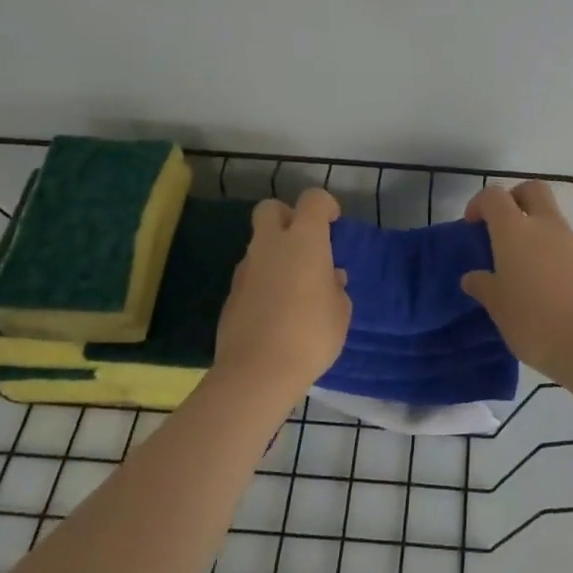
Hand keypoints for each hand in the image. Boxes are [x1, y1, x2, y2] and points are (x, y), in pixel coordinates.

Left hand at [215, 188, 351, 401]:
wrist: (257, 372)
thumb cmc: (311, 334)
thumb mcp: (340, 312)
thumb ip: (336, 288)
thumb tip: (331, 277)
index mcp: (304, 240)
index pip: (312, 199)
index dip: (324, 205)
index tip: (333, 223)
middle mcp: (271, 245)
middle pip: (270, 209)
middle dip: (286, 216)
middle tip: (303, 242)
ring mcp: (246, 269)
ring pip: (258, 244)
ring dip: (274, 254)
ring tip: (294, 286)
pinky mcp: (231, 294)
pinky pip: (250, 274)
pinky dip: (263, 281)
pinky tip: (276, 310)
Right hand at [460, 181, 572, 387]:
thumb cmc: (534, 321)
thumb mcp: (498, 307)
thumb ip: (483, 286)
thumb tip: (472, 277)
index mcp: (514, 230)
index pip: (494, 196)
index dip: (479, 203)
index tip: (472, 225)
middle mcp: (545, 225)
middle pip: (532, 189)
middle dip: (514, 198)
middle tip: (502, 225)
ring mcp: (571, 241)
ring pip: (551, 216)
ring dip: (535, 226)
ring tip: (522, 264)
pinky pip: (565, 242)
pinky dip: (551, 249)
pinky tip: (544, 282)